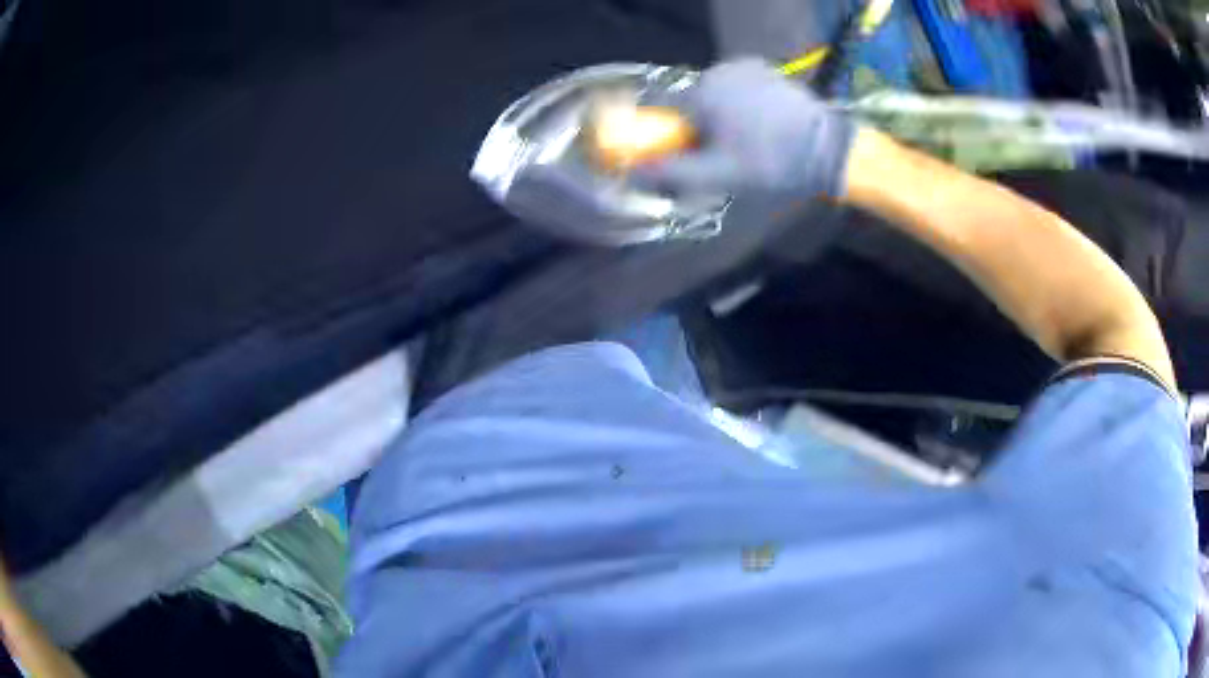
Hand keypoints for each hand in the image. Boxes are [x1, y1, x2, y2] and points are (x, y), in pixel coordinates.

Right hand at [636, 59, 855, 198]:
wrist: (826, 148)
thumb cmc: (772, 162)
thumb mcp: (719, 175)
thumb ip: (672, 172)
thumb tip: (632, 171)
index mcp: (701, 93)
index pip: (666, 111)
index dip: (674, 135)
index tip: (693, 154)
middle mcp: (716, 71)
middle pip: (691, 101)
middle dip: (700, 126)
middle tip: (725, 153)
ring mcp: (742, 66)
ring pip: (714, 93)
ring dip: (721, 114)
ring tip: (748, 139)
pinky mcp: (763, 68)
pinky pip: (736, 85)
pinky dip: (739, 101)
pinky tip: (759, 121)